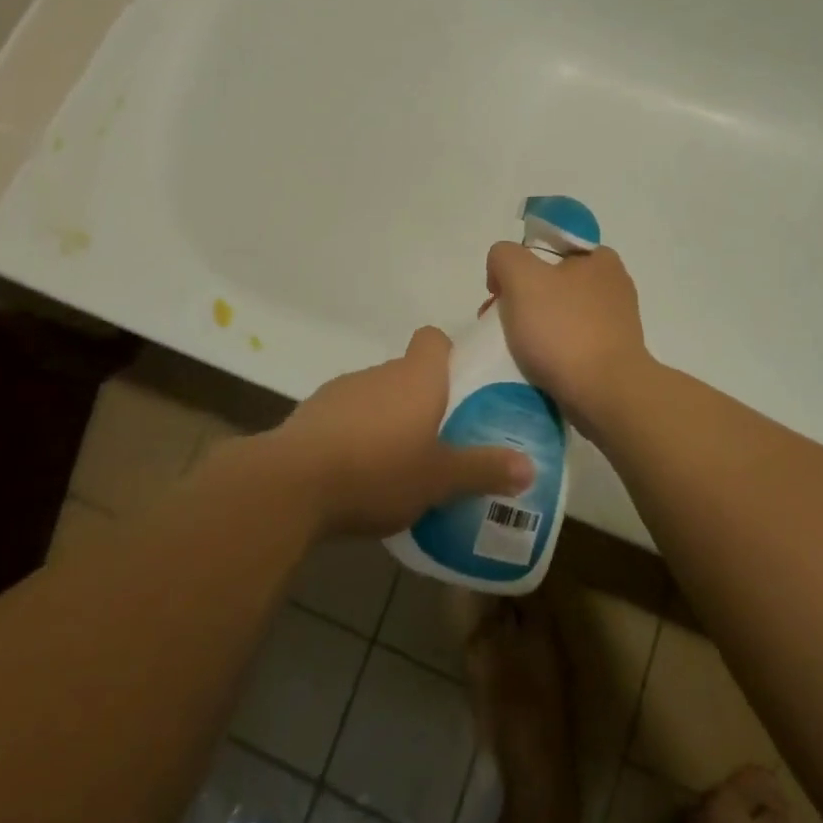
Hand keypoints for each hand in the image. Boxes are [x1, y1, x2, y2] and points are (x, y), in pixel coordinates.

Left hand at [271, 327, 533, 537]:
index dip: (448, 355)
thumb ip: (483, 470)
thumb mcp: (440, 479)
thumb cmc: (379, 471)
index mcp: (416, 377)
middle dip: (423, 400)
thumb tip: (529, 467)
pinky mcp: (313, 413)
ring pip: (377, 395)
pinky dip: (357, 434)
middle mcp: (380, 372)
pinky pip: (347, 416)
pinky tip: (359, 473)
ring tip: (400, 463)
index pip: (433, 339)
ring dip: (388, 418)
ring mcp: (343, 389)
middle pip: (408, 372)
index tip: (460, 386)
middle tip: (441, 439)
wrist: (293, 483)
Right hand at [484, 243, 651, 432]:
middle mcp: (613, 287)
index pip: (550, 248)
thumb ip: (504, 256)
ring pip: (559, 316)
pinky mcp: (612, 357)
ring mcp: (616, 325)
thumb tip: (502, 273)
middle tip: (498, 322)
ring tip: (511, 349)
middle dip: (521, 300)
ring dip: (533, 328)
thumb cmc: (564, 329)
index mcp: (601, 259)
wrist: (606, 396)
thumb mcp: (521, 276)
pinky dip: (550, 353)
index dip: (521, 264)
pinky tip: (534, 367)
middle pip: (551, 283)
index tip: (502, 290)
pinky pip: (570, 345)